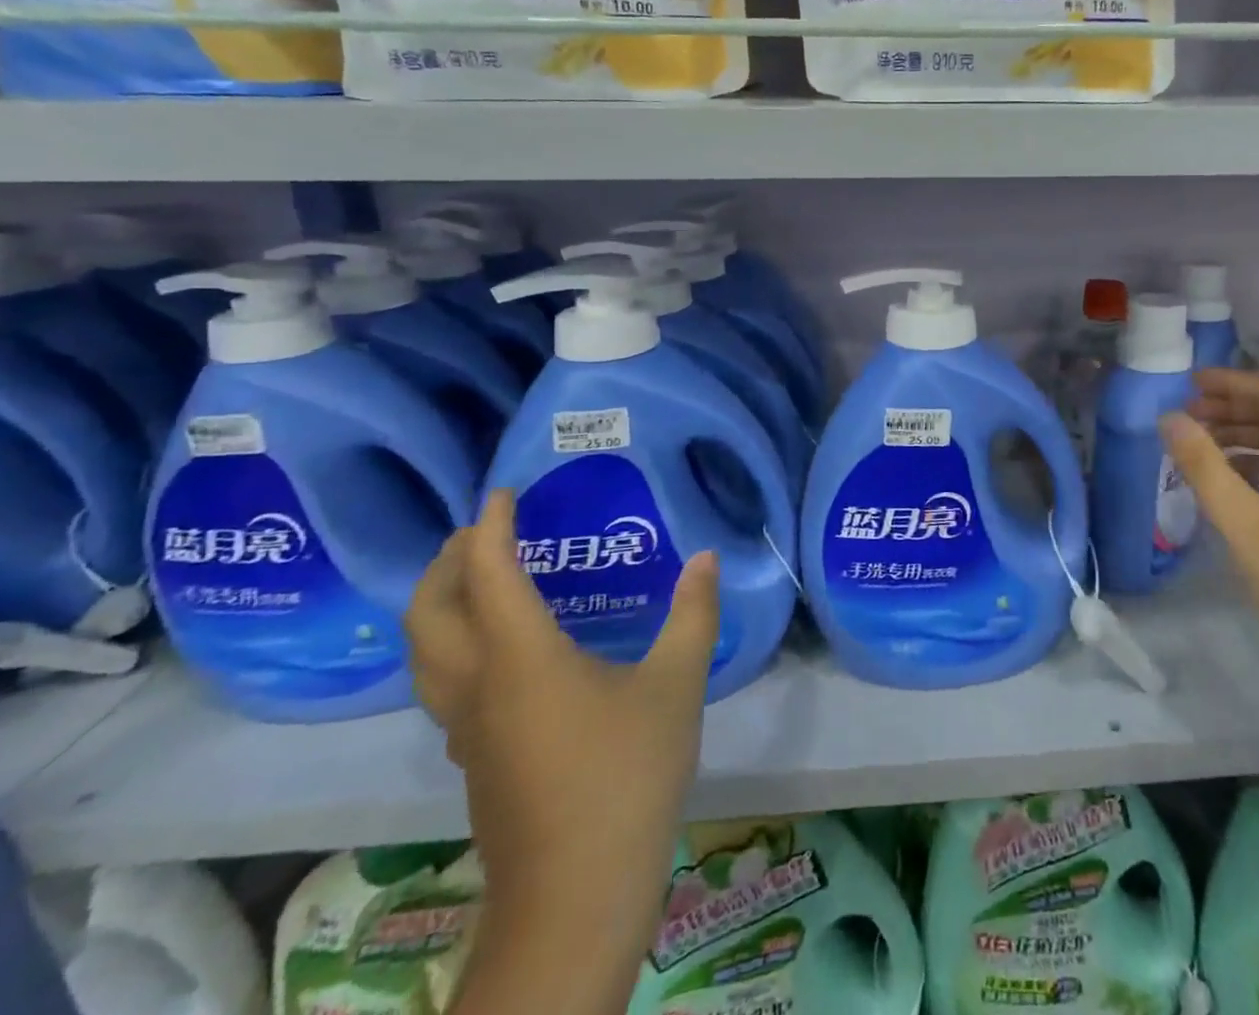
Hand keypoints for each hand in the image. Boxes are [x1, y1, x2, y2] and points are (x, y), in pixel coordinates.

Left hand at [406, 489, 717, 930]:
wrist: (578, 893)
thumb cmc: (627, 774)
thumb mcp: (678, 684)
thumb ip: (693, 614)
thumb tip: (706, 558)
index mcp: (521, 659)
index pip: (488, 574)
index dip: (491, 527)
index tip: (503, 492)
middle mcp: (479, 686)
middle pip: (429, 615)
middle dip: (446, 563)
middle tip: (482, 530)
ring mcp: (468, 729)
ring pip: (426, 654)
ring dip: (440, 605)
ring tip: (480, 579)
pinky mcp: (476, 758)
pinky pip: (446, 683)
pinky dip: (457, 644)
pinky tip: (504, 649)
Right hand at [1159, 369, 1258, 674]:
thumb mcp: (1243, 520)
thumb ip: (1204, 466)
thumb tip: (1170, 417)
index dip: (1233, 383)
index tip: (1190, 383)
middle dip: (1231, 409)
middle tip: (1186, 414)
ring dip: (1237, 438)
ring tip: (1195, 444)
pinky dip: (1245, 469)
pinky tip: (1220, 484)